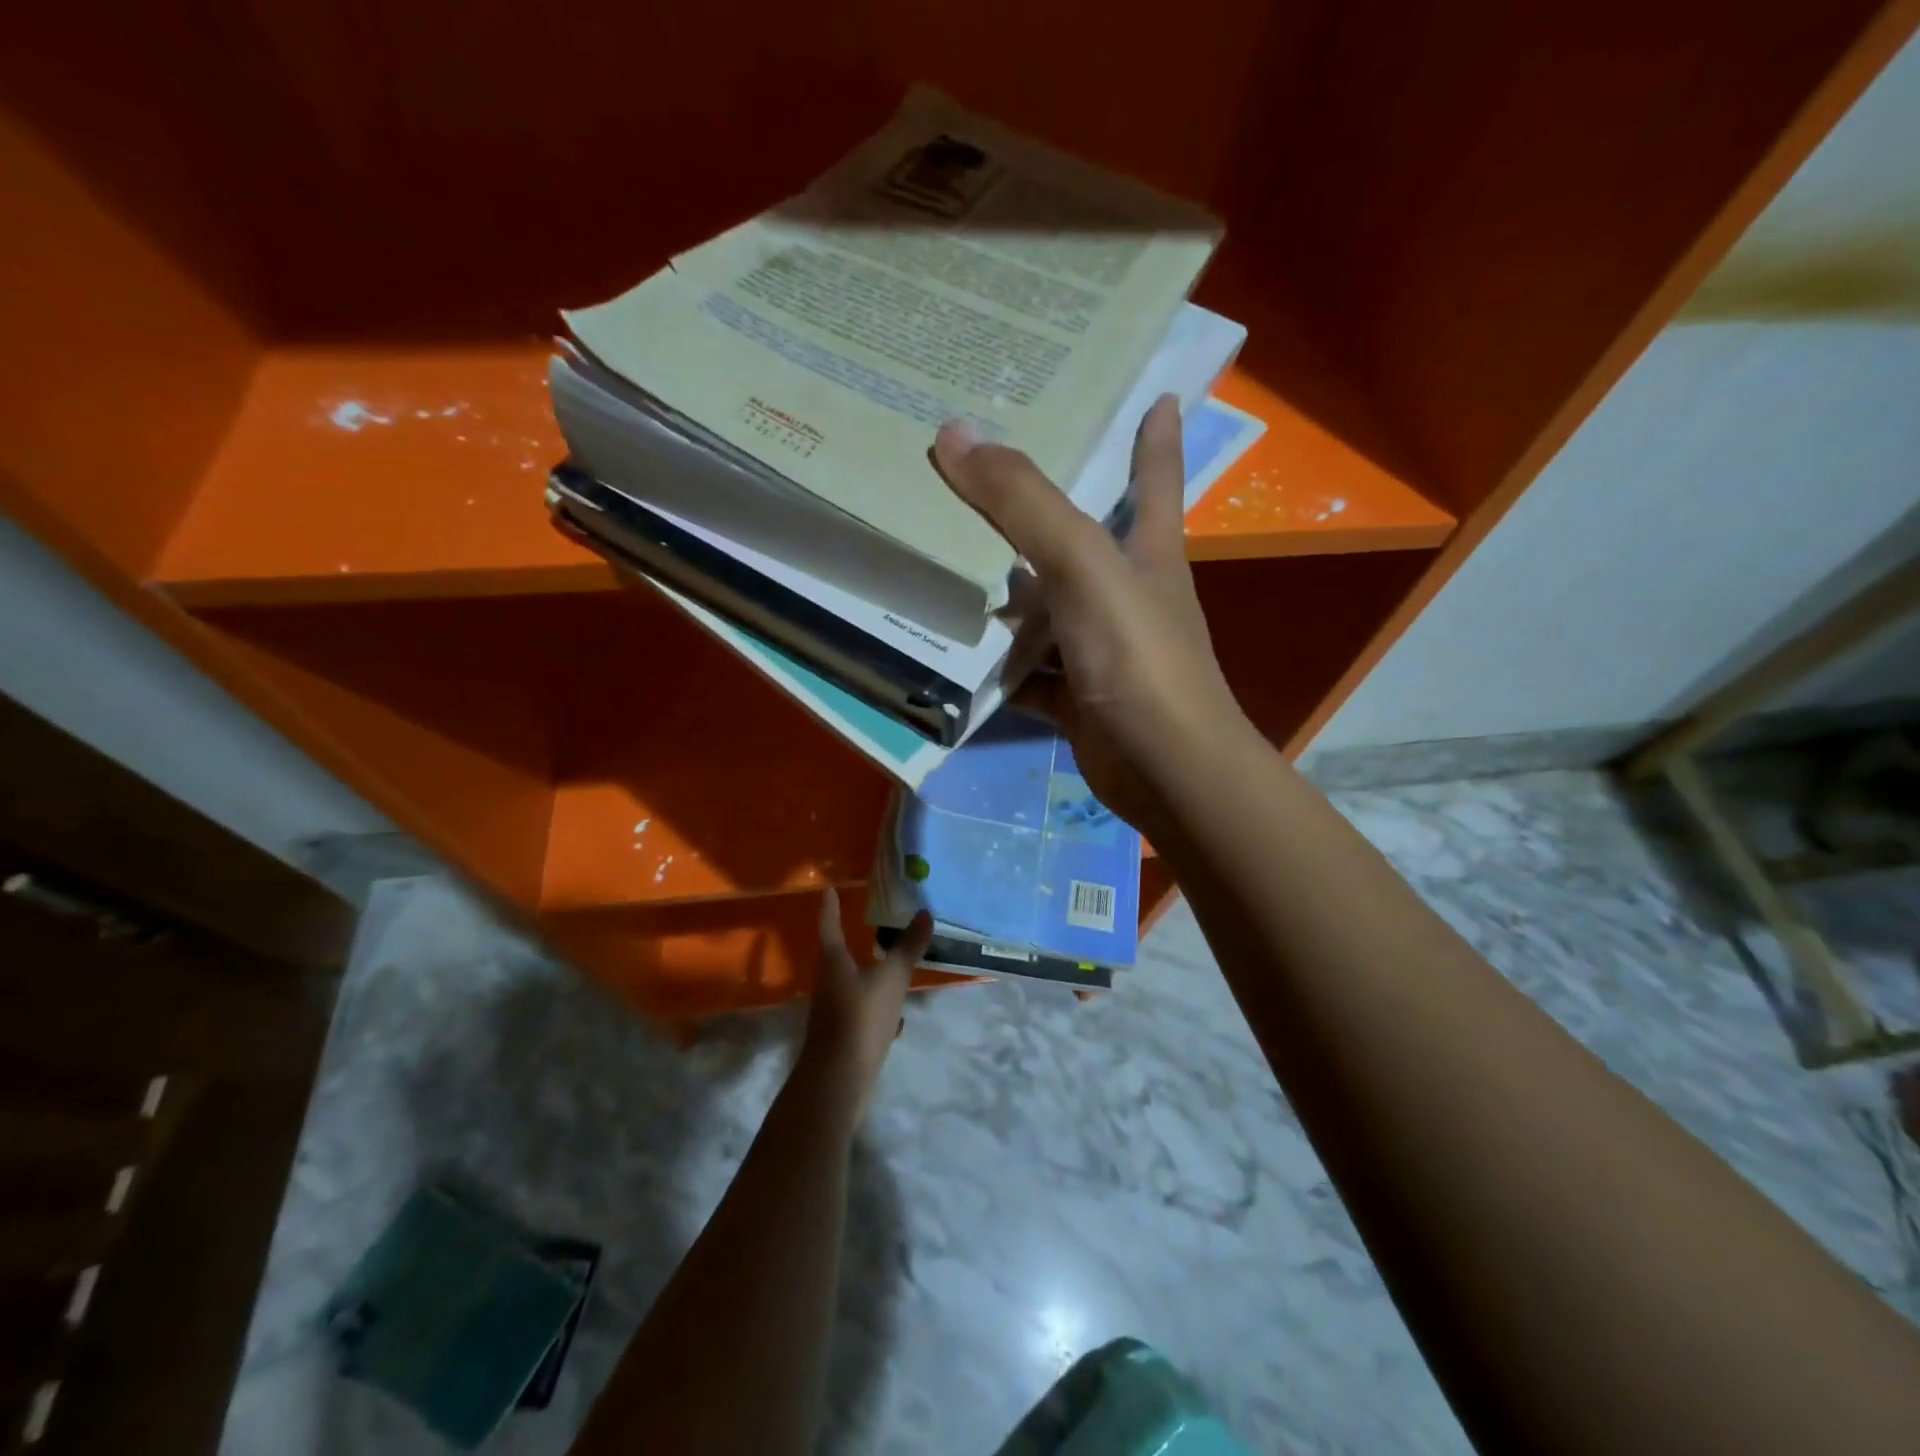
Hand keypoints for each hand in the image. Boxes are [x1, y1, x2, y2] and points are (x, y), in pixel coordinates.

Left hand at [798, 889, 932, 1121]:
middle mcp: (828, 984)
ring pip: (852, 984)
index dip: (830, 908)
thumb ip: (907, 948)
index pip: (829, 926)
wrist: (838, 1080)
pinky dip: (877, 1006)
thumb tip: (924, 913)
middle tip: (870, 926)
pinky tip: (896, 1016)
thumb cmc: (861, 1018)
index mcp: (834, 964)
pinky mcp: (842, 1035)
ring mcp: (833, 1012)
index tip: (828, 889)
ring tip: (891, 968)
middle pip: (838, 956)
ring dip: (869, 975)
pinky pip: (862, 1010)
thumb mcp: (891, 979)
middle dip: (851, 942)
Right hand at [932, 396, 1252, 835]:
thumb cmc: (1138, 657)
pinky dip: (996, 666)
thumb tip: (956, 432)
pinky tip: (952, 653)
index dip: (1157, 435)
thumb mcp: (1084, 566)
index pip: (1155, 477)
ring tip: (946, 556)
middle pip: (1083, 540)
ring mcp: (1101, 650)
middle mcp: (1128, 595)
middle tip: (987, 473)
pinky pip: (1027, 672)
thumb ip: (1024, 503)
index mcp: (1147, 553)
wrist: (1165, 769)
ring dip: (1004, 592)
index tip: (1159, 392)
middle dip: (1043, 509)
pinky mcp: (1077, 697)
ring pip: (1045, 609)